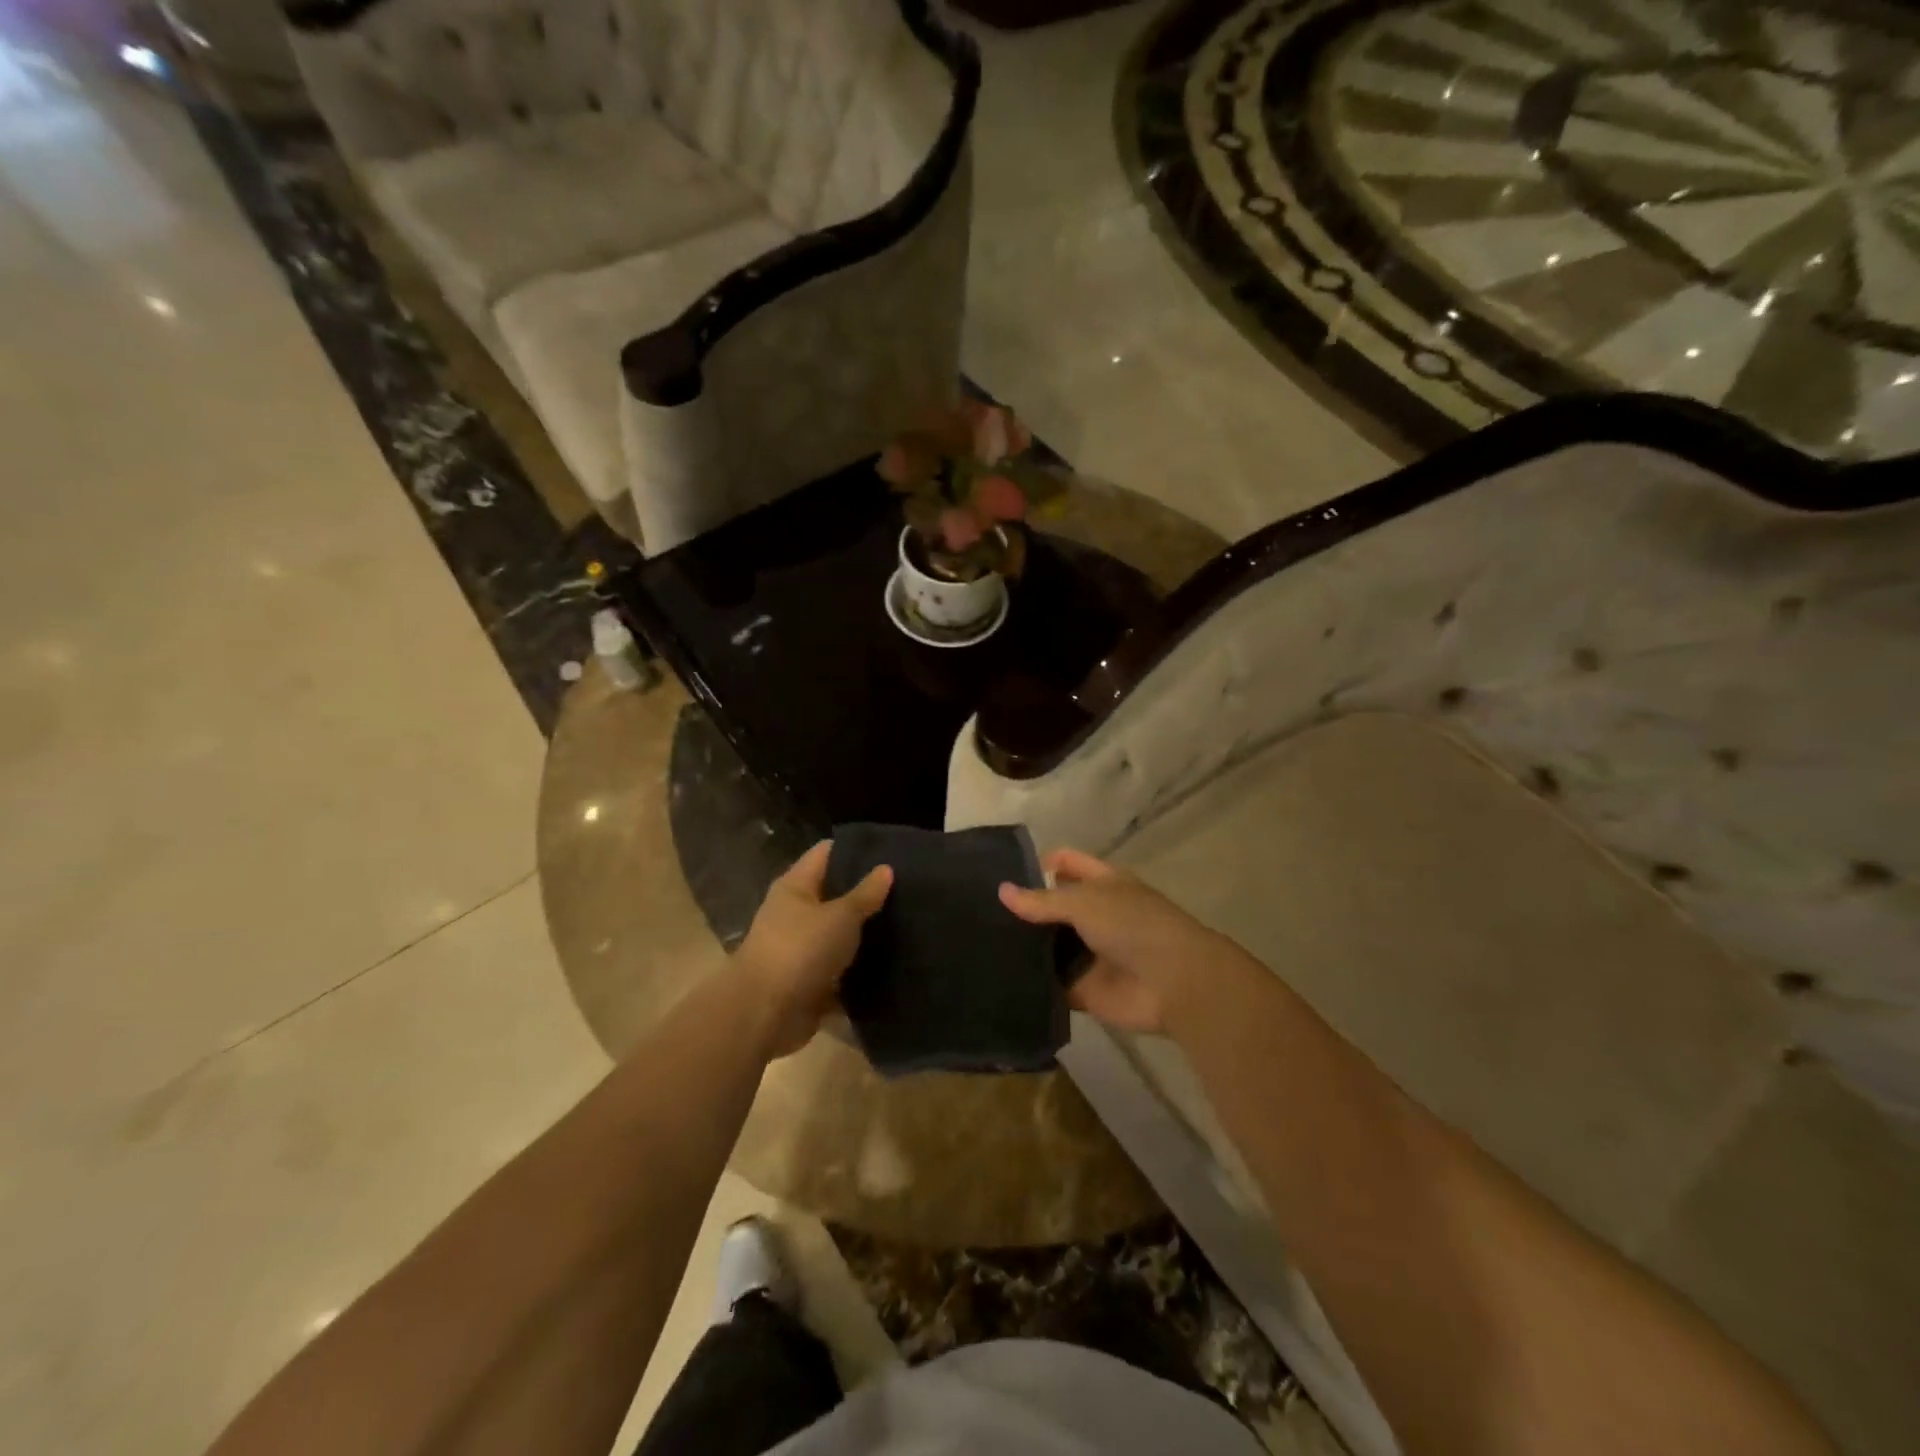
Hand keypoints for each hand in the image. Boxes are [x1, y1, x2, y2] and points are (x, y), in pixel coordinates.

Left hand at [735, 841, 890, 1057]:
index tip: (890, 850)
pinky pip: (839, 972)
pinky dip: (858, 972)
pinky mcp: (808, 984)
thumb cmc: (801, 949)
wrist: (765, 1014)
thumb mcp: (841, 916)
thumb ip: (865, 893)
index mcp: (795, 887)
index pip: (826, 854)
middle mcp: (793, 914)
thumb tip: (886, 867)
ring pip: (838, 935)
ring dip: (864, 936)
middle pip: (833, 895)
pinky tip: (892, 966)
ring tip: (907, 925)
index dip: (855, 849)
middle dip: (865, 894)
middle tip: (907, 889)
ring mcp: (800, 950)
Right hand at [999, 848, 1225, 1033]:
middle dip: (1022, 909)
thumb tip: (1002, 891)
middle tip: (979, 912)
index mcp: (1102, 883)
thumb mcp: (1085, 902)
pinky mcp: (1082, 988)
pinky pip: (1051, 983)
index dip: (1038, 864)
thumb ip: (1042, 900)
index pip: (1065, 863)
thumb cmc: (1132, 926)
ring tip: (977, 943)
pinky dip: (1031, 982)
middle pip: (1052, 906)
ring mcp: (1088, 953)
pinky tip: (997, 978)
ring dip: (1023, 946)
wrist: (1173, 984)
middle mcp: (1094, 914)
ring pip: (1048, 946)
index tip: (1001, 874)